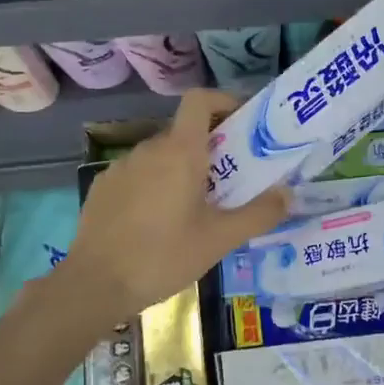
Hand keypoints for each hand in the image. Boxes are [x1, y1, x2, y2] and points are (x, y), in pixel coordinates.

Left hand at [66, 89, 289, 317]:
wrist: (94, 285)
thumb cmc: (163, 256)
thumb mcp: (220, 239)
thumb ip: (259, 214)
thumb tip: (288, 194)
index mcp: (180, 151)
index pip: (199, 100)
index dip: (223, 101)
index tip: (242, 124)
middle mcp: (149, 149)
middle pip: (185, 132)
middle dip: (211, 149)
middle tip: (231, 182)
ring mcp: (122, 167)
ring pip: (161, 156)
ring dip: (182, 170)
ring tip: (196, 208)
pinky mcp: (104, 187)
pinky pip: (139, 174)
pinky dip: (156, 185)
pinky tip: (158, 222)